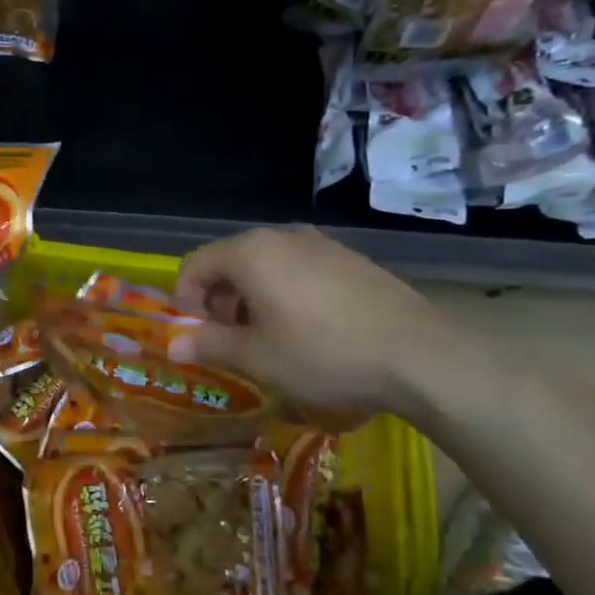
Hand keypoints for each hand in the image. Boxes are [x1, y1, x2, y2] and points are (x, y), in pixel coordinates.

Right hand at [168, 227, 456, 417]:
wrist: (421, 356)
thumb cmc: (323, 353)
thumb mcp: (257, 357)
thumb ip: (210, 345)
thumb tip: (173, 345)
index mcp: (251, 253)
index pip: (195, 265)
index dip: (186, 300)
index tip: (200, 335)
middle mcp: (283, 237)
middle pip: (230, 261)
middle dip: (219, 300)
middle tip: (232, 340)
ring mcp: (322, 245)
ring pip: (266, 265)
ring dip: (252, 298)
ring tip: (270, 338)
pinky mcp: (351, 260)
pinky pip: (299, 269)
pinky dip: (286, 293)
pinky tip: (308, 330)